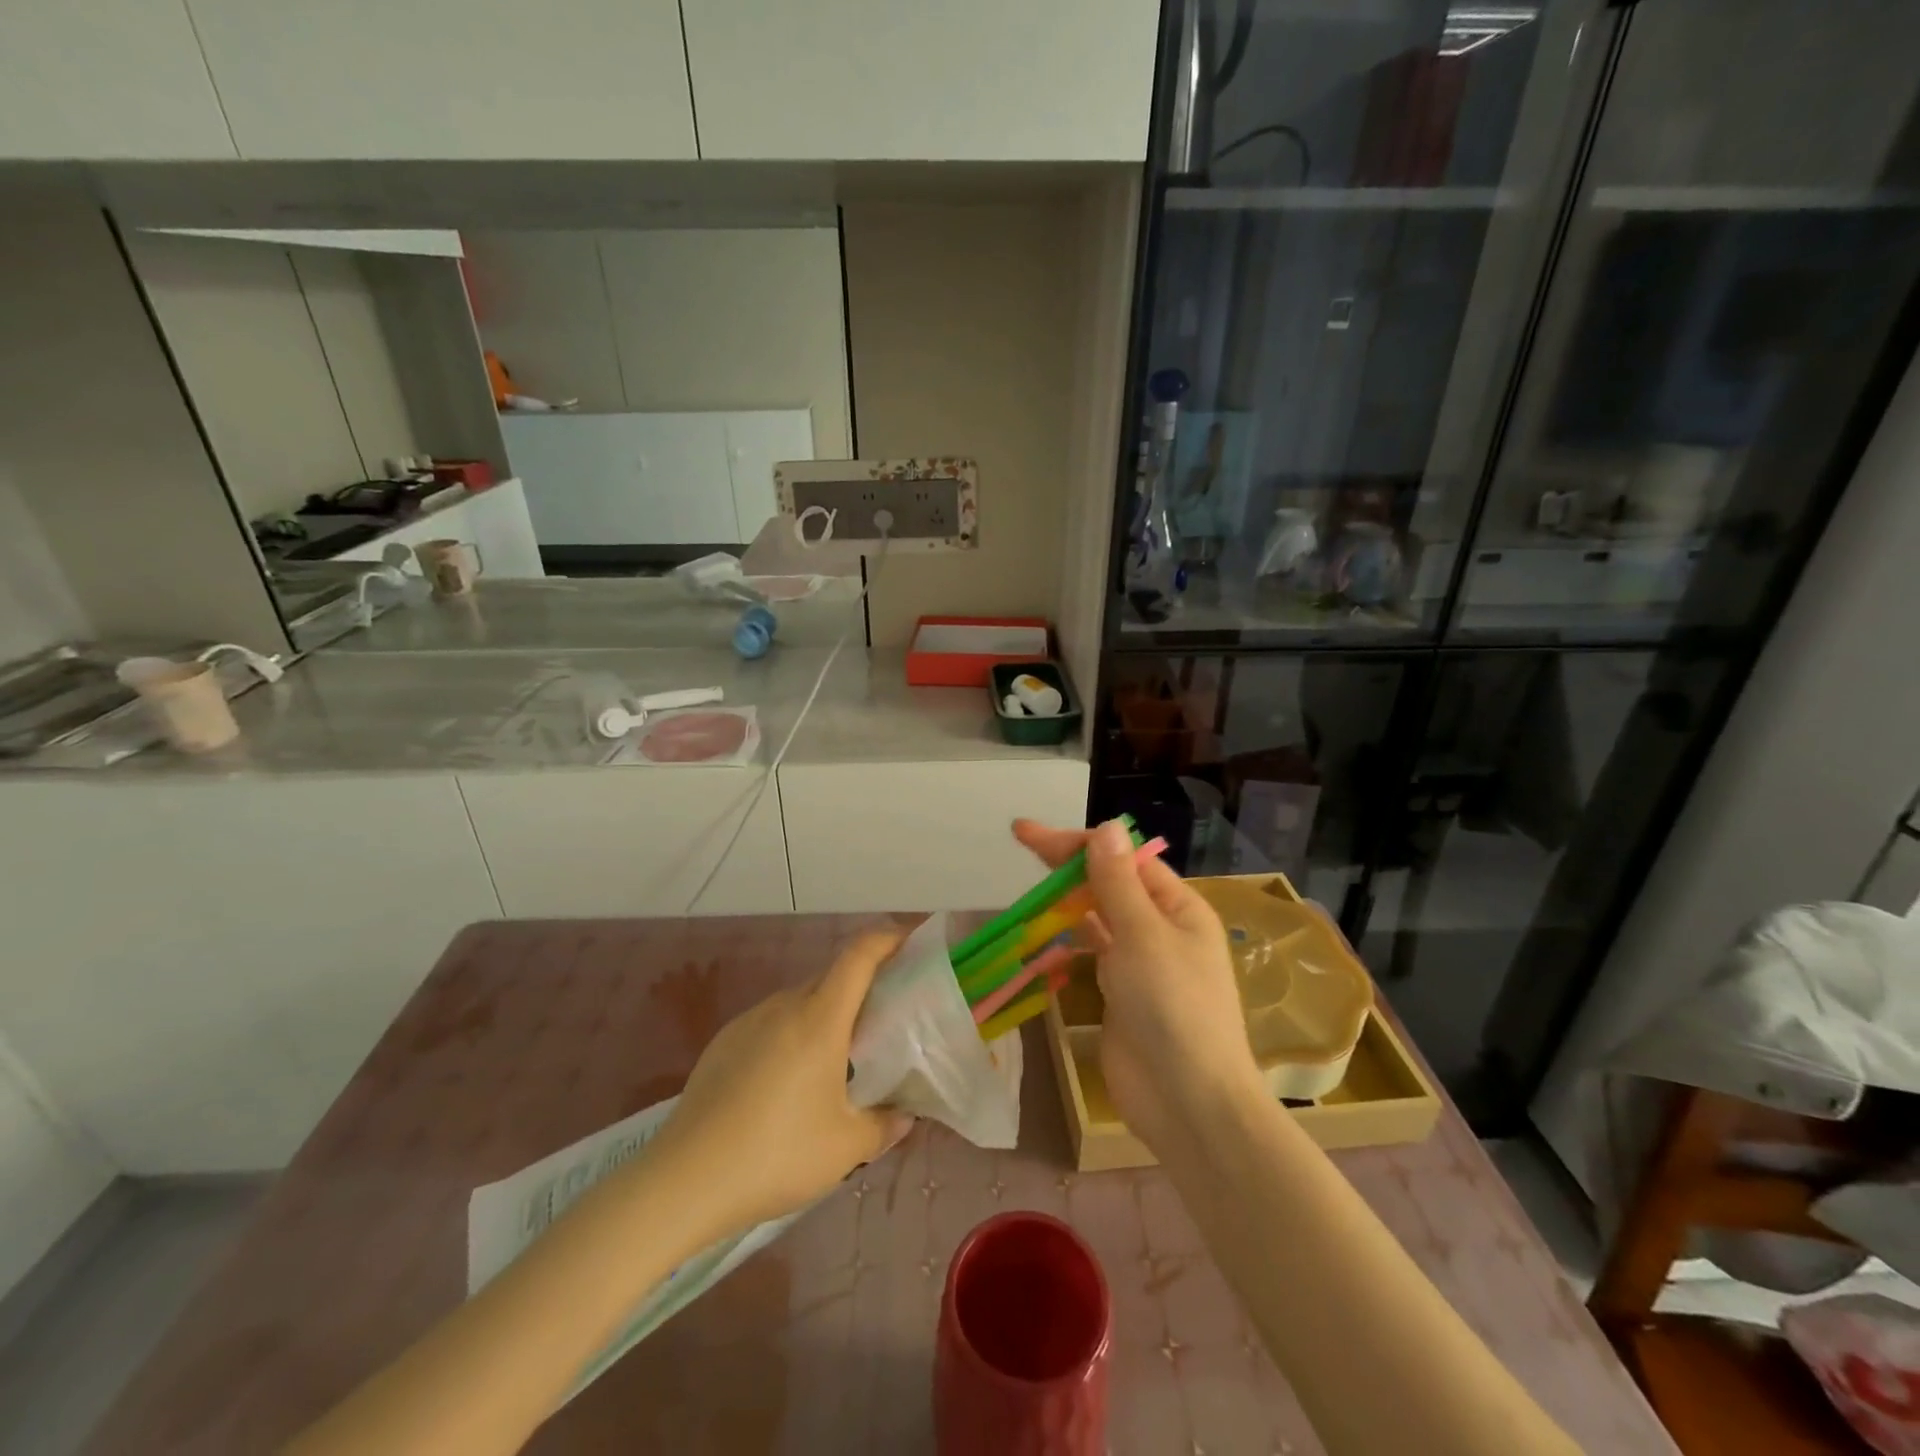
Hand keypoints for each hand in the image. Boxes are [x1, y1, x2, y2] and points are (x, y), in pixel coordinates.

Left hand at [650, 929, 914, 1236]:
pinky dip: (792, 1034)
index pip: (859, 954)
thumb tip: (904, 1116)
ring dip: (825, 1014)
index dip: (887, 938)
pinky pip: (771, 1022)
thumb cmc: (776, 1154)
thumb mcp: (845, 1148)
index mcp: (820, 1018)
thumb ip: (884, 1126)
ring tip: (837, 1059)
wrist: (684, 1180)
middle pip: (831, 977)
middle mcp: (784, 1006)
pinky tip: (788, 1082)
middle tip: (883, 1020)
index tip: (909, 943)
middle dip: (862, 986)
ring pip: (800, 1001)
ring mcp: (749, 1021)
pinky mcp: (723, 1042)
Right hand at [1013, 818, 1264, 1150]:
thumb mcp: (1143, 935)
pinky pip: (1088, 955)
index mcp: (1177, 907)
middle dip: (1066, 865)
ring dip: (1063, 903)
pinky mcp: (1118, 995)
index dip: (1079, 843)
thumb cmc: (1173, 1007)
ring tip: (1025, 891)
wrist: (1188, 1102)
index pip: (1124, 859)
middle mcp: (1159, 928)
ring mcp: (1138, 963)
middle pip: (1108, 884)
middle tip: (1020, 843)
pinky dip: (1063, 942)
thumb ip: (1117, 882)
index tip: (1031, 835)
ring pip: (1095, 919)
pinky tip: (1038, 938)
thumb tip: (1106, 827)